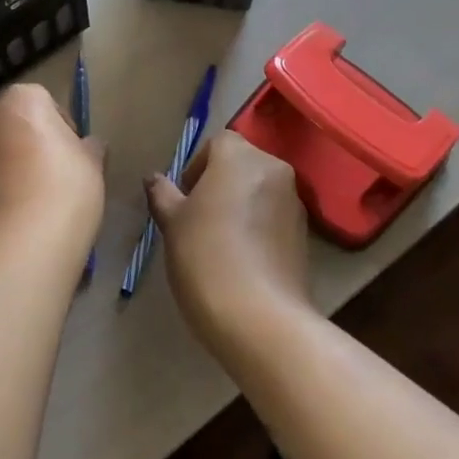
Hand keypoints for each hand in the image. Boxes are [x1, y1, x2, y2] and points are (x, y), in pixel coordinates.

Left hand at [0, 83, 103, 246]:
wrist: (26, 241)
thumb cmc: (66, 186)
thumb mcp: (93, 162)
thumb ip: (90, 146)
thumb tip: (90, 145)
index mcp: (21, 101)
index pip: (45, 101)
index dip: (63, 126)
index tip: (75, 151)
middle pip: (17, 125)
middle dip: (35, 142)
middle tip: (60, 172)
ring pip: (1, 153)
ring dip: (17, 167)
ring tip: (42, 198)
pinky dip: (5, 191)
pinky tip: (25, 216)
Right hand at [144, 131, 313, 343]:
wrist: (259, 316)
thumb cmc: (205, 256)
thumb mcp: (172, 223)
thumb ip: (163, 194)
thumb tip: (154, 178)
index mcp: (240, 157)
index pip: (218, 143)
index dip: (197, 165)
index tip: (184, 197)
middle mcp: (274, 169)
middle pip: (242, 164)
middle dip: (220, 183)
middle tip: (198, 217)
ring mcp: (294, 202)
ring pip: (260, 190)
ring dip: (241, 204)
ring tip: (220, 240)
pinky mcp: (305, 234)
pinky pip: (274, 216)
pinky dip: (258, 225)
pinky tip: (242, 258)